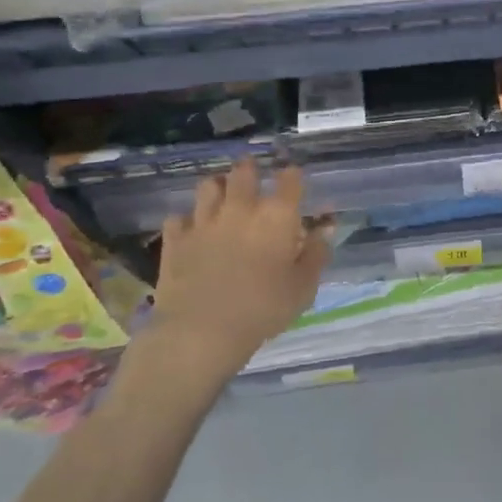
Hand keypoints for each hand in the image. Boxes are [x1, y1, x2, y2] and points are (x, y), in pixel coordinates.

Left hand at [152, 161, 330, 375]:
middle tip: (252, 175)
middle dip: (250, 169)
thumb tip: (326, 226)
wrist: (201, 332)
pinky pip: (179, 217)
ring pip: (208, 186)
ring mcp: (204, 220)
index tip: (292, 180)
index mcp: (277, 216)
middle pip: (244, 171)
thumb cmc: (263, 309)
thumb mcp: (304, 286)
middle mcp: (240, 208)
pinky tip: (192, 230)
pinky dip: (187, 220)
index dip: (292, 176)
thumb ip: (317, 252)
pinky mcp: (175, 239)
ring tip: (221, 195)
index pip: (289, 179)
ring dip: (217, 186)